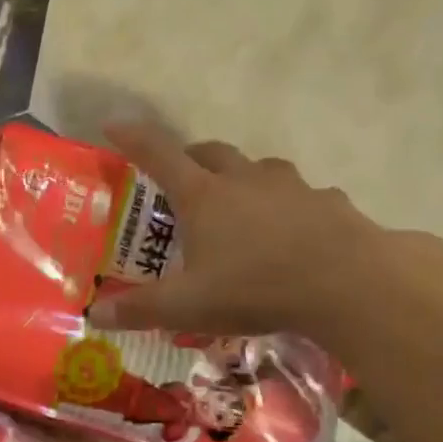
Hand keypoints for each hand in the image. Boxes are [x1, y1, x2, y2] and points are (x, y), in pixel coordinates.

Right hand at [86, 121, 382, 337]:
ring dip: (242, 177)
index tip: (113, 126)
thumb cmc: (255, 287)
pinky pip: (302, 195)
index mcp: (204, 196)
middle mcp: (244, 180)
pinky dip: (289, 205)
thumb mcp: (187, 307)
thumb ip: (138, 310)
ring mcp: (291, 187)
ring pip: (259, 168)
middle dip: (191, 157)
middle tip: (181, 178)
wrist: (350, 284)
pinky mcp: (328, 202)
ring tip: (239, 204)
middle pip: (210, 152)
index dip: (133, 138)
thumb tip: (93, 316)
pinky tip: (293, 232)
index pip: (158, 154)